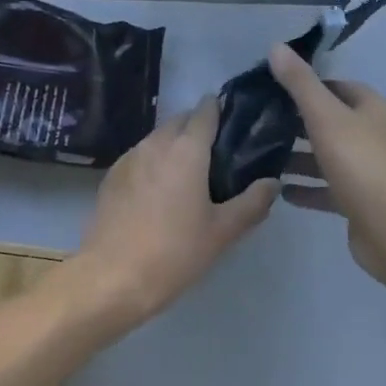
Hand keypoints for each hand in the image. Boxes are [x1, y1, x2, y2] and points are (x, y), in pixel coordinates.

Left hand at [72, 94, 279, 329]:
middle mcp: (156, 143)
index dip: (219, 109)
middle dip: (197, 126)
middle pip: (180, 120)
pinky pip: (140, 155)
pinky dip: (153, 161)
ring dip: (174, 143)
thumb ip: (252, 203)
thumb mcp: (222, 232)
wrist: (112, 276)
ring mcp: (130, 157)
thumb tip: (273, 182)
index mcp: (187, 149)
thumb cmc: (174, 252)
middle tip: (216, 154)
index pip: (205, 111)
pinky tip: (159, 189)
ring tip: (189, 172)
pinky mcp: (112, 175)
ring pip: (158, 137)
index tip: (233, 120)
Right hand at [267, 44, 385, 286]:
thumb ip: (299, 83)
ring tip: (262, 158)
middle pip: (330, 121)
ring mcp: (369, 170)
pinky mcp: (362, 202)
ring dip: (299, 157)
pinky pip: (329, 188)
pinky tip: (281, 192)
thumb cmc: (361, 164)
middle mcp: (374, 134)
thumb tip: (276, 47)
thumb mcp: (325, 117)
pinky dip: (307, 188)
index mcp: (372, 108)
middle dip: (297, 123)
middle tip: (260, 124)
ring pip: (328, 156)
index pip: (336, 86)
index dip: (306, 86)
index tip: (272, 91)